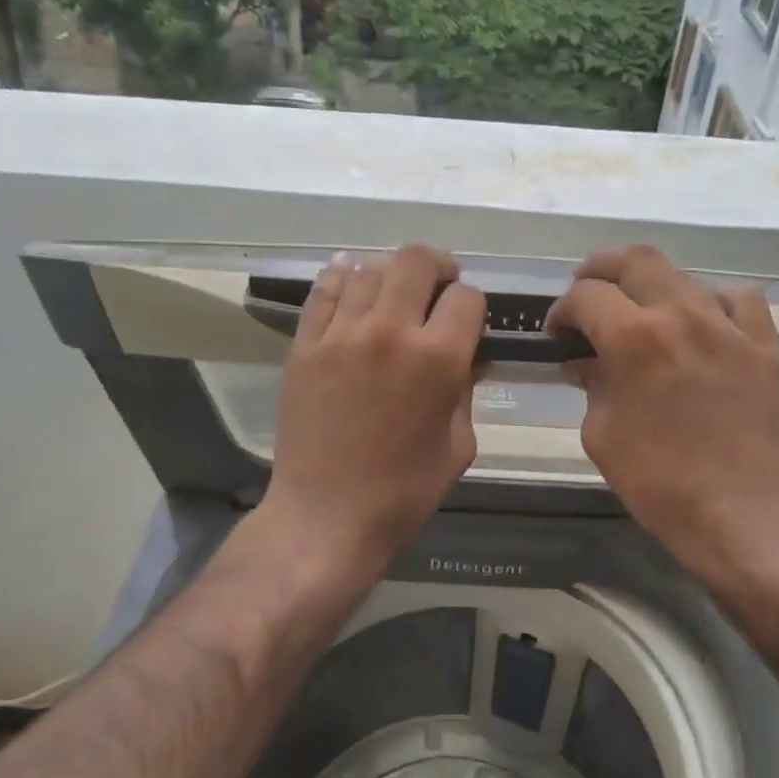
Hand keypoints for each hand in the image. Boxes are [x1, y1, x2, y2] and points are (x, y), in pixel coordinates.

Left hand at [261, 245, 485, 568]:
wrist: (327, 515)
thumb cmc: (404, 491)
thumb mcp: (458, 445)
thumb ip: (465, 392)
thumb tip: (468, 359)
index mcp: (438, 358)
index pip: (466, 298)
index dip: (473, 306)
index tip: (468, 323)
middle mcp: (390, 331)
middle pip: (416, 261)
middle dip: (438, 268)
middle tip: (439, 287)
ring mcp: (341, 334)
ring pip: (369, 270)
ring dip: (390, 275)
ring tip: (394, 294)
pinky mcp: (305, 345)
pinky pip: (324, 291)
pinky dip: (341, 277)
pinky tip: (350, 277)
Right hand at [549, 245, 778, 584]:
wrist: (735, 513)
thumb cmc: (655, 481)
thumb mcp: (600, 433)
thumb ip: (590, 383)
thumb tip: (584, 360)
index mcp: (633, 339)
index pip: (586, 296)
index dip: (562, 310)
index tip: (558, 332)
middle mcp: (681, 316)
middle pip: (636, 260)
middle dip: (600, 269)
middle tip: (588, 291)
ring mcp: (730, 327)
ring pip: (686, 276)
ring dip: (654, 289)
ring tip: (645, 313)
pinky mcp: (765, 346)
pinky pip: (740, 301)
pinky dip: (714, 304)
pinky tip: (705, 325)